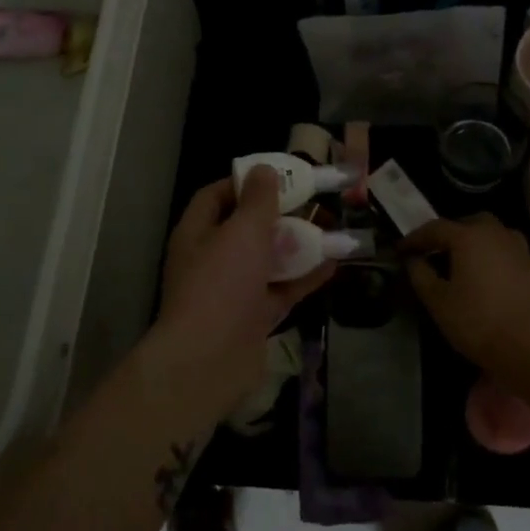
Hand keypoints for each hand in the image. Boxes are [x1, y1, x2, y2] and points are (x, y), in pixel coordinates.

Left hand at [150, 169, 335, 419]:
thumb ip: (258, 200)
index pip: (216, 196)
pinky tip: (333, 263)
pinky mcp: (252, 318)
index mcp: (196, 233)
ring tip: (330, 229)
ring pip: (267, 260)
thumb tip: (264, 169)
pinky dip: (304, 277)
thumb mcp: (242, 232)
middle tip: (313, 203)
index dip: (245, 183)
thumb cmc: (221, 284)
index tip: (278, 175)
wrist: (209, 361)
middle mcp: (211, 258)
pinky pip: (281, 290)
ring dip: (296, 246)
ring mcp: (232, 290)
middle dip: (279, 215)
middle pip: (246, 228)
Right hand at [403, 215, 529, 378]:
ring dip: (476, 242)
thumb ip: (420, 273)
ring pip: (493, 234)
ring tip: (464, 261)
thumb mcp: (436, 300)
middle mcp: (495, 234)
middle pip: (469, 223)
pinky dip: (496, 258)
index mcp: (468, 236)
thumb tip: (413, 259)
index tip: (400, 251)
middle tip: (435, 251)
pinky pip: (509, 253)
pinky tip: (490, 276)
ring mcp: (519, 250)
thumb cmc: (476, 320)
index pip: (434, 228)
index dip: (415, 238)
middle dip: (450, 233)